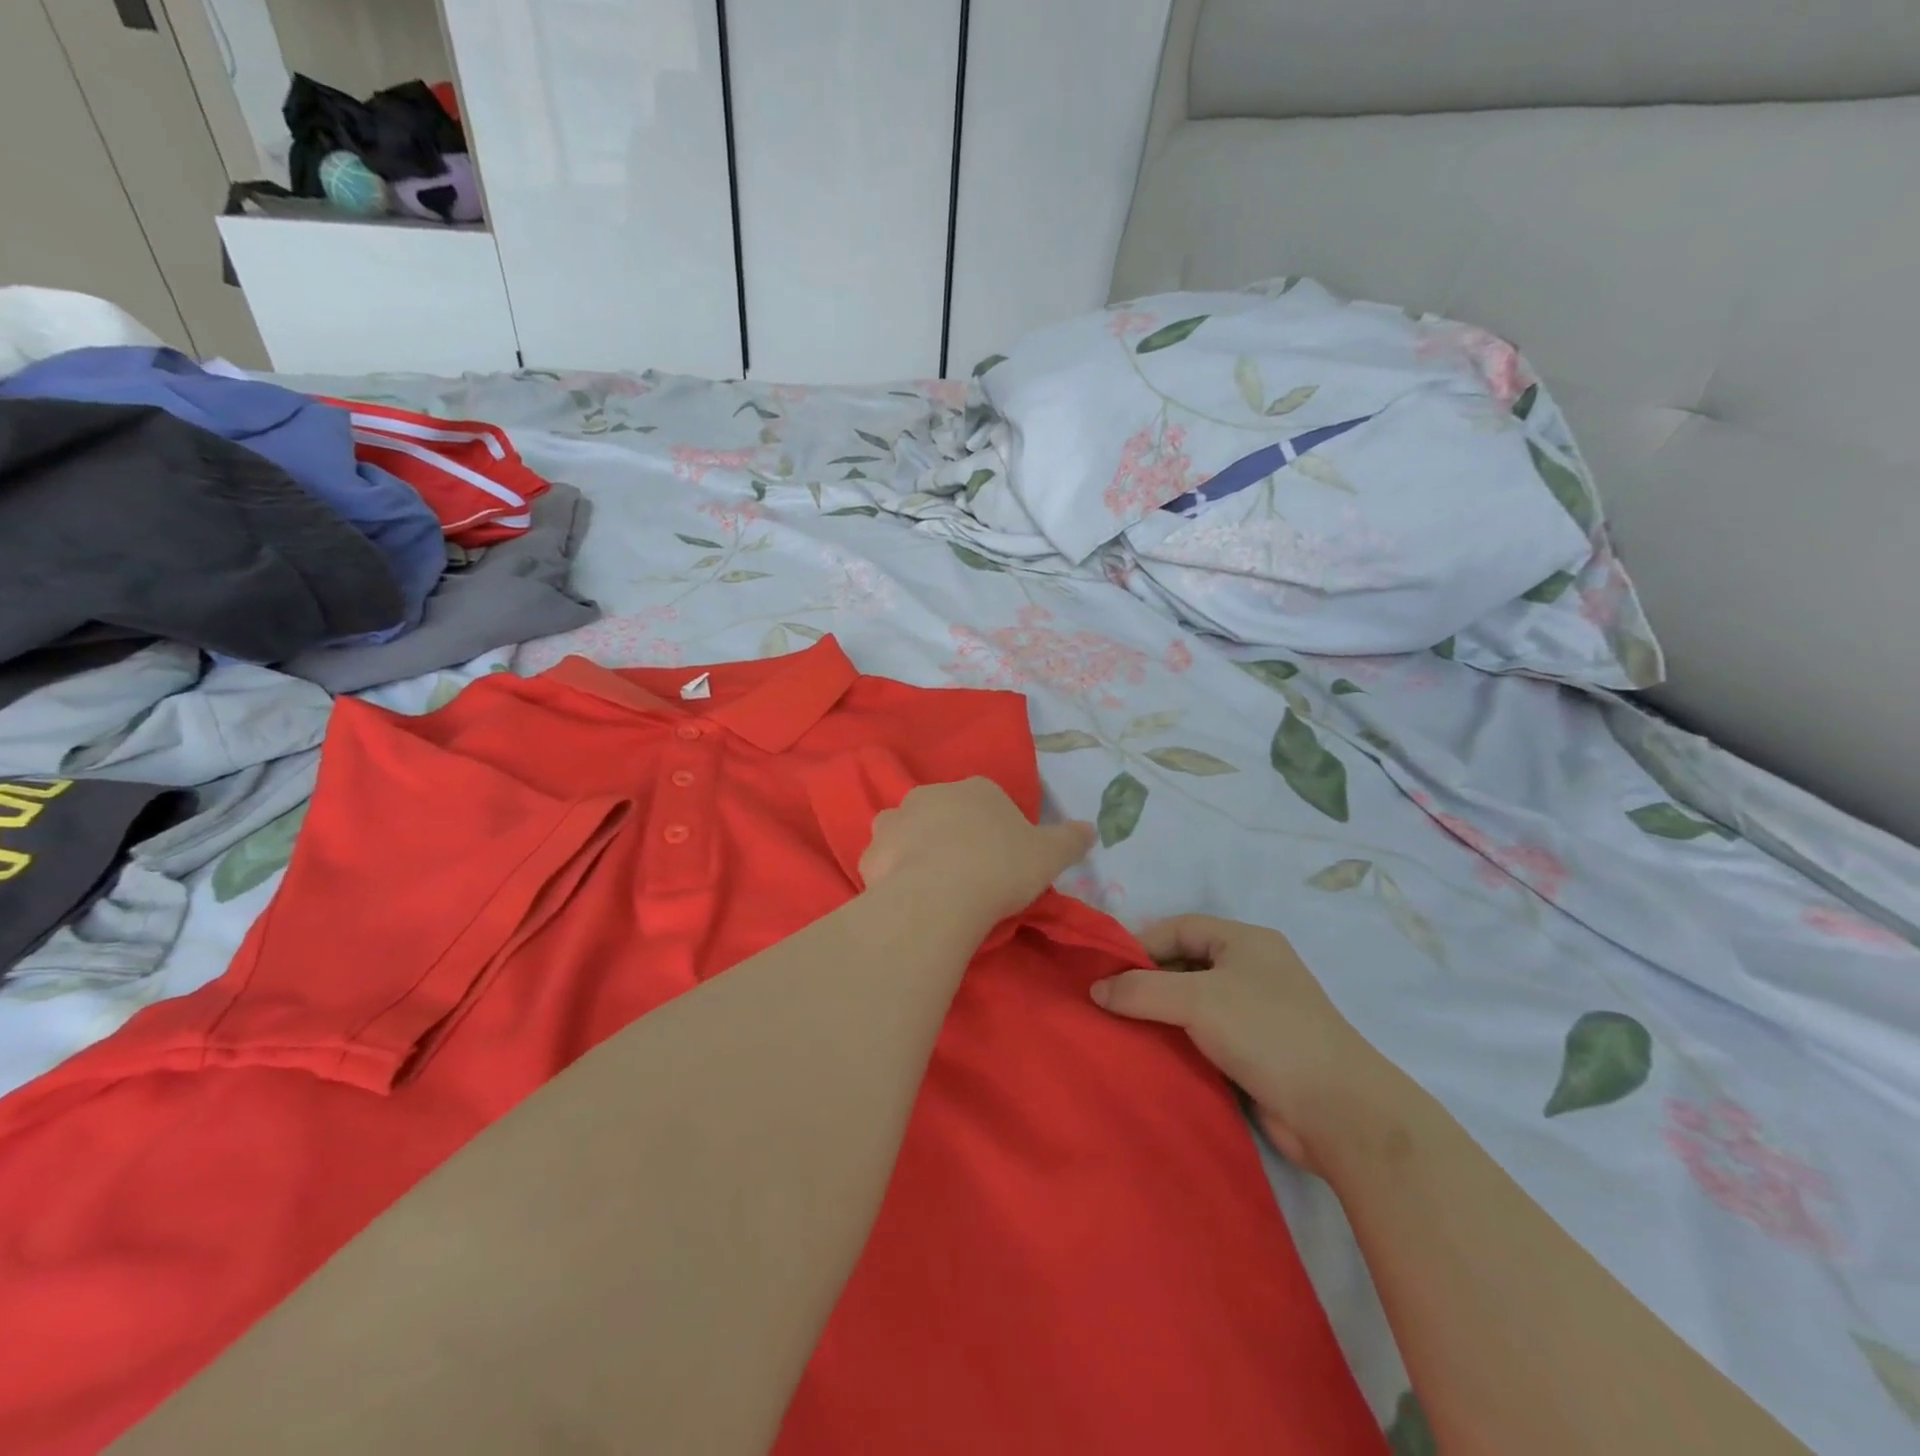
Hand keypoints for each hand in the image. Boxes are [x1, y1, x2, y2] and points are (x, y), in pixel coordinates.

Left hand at [859, 779, 1094, 927]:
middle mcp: (932, 794)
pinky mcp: (872, 852)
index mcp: (976, 789)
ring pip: (908, 831)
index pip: (987, 800)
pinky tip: (909, 898)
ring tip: (934, 886)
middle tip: (968, 874)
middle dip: (952, 835)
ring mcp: (896, 820)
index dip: (995, 829)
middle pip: (944, 812)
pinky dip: (894, 874)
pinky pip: (886, 861)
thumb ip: (1071, 839)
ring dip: (917, 850)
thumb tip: (1091, 829)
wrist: (941, 895)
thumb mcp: (1050, 855)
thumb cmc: (1001, 867)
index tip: (1002, 859)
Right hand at [1091, 916, 1393, 1172]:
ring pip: (1193, 1003)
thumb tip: (1095, 990)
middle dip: (1146, 981)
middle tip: (1105, 1002)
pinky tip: (1151, 1054)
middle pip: (1184, 964)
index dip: (1140, 944)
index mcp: (1245, 941)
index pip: (1178, 927)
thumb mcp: (1196, 999)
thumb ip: (1140, 989)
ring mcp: (1256, 1013)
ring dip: (1160, 1015)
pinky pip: (1206, 1036)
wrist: (1339, 1112)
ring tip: (1118, 1029)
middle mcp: (1252, 970)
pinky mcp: (1257, 1052)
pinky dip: (1179, 1041)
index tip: (1104, 972)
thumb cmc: (1266, 1033)